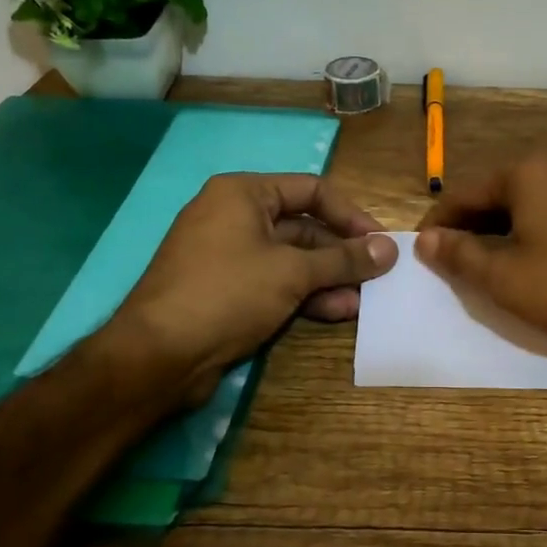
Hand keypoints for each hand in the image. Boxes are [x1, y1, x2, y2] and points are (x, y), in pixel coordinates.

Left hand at [103, 173, 397, 403]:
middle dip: (341, 254)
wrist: (157, 355)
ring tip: (362, 302)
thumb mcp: (292, 272)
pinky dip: (304, 295)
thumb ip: (344, 258)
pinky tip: (336, 313)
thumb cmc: (227, 293)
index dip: (351, 215)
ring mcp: (228, 255)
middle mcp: (234, 216)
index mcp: (243, 193)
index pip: (312, 190)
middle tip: (377, 276)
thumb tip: (389, 248)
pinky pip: (274, 283)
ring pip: (291, 259)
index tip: (380, 242)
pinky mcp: (226, 290)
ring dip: (327, 279)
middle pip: (303, 227)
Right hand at [415, 152, 546, 362]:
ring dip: (509, 220)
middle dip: (475, 220)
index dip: (439, 222)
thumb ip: (459, 254)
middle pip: (500, 187)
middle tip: (459, 256)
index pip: (465, 191)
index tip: (424, 249)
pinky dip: (544, 220)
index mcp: (528, 167)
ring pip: (534, 193)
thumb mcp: (507, 278)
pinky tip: (545, 250)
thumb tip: (426, 239)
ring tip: (498, 256)